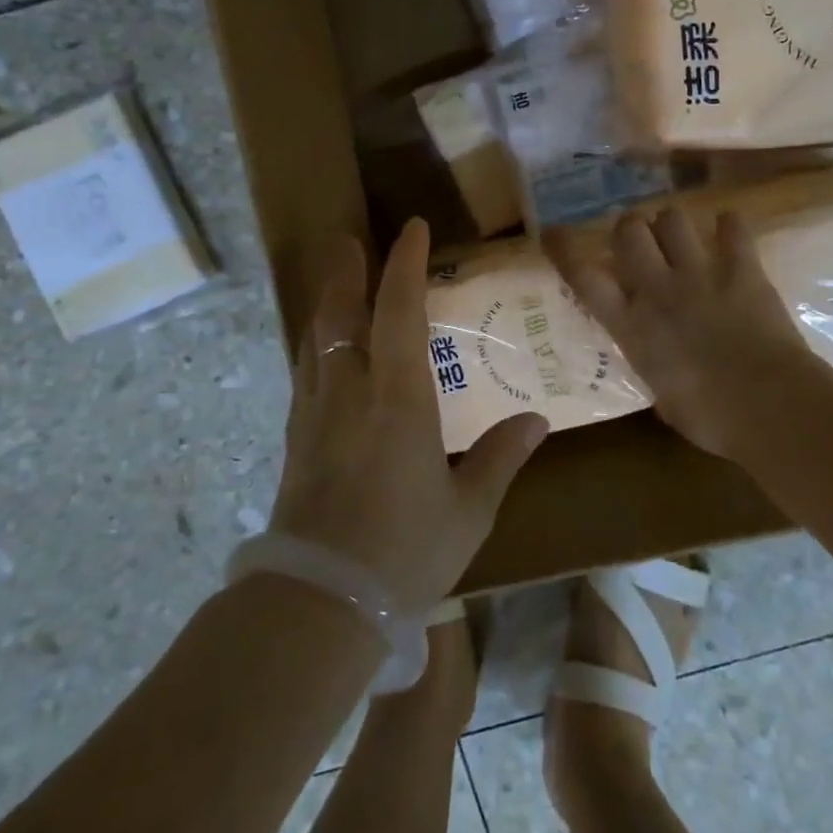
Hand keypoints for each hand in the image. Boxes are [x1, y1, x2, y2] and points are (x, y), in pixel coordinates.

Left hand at [269, 218, 548, 612]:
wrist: (319, 602)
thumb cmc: (404, 552)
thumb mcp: (467, 510)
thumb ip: (500, 458)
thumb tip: (534, 420)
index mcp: (398, 397)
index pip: (399, 311)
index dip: (405, 264)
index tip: (414, 229)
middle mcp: (351, 391)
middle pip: (341, 313)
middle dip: (346, 271)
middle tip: (349, 240)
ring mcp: (316, 413)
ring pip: (316, 340)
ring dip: (326, 304)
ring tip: (334, 283)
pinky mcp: (297, 440)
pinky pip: (306, 373)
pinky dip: (316, 346)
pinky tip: (322, 355)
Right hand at [544, 207, 832, 461]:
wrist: (769, 406)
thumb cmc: (710, 418)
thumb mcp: (663, 395)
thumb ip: (653, 364)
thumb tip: (658, 361)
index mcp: (631, 325)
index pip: (584, 277)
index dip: (564, 250)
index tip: (553, 232)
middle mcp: (658, 289)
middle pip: (629, 230)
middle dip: (629, 228)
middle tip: (639, 241)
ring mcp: (700, 273)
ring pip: (673, 218)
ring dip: (672, 224)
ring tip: (681, 237)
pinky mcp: (742, 268)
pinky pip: (732, 227)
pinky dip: (728, 226)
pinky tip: (729, 232)